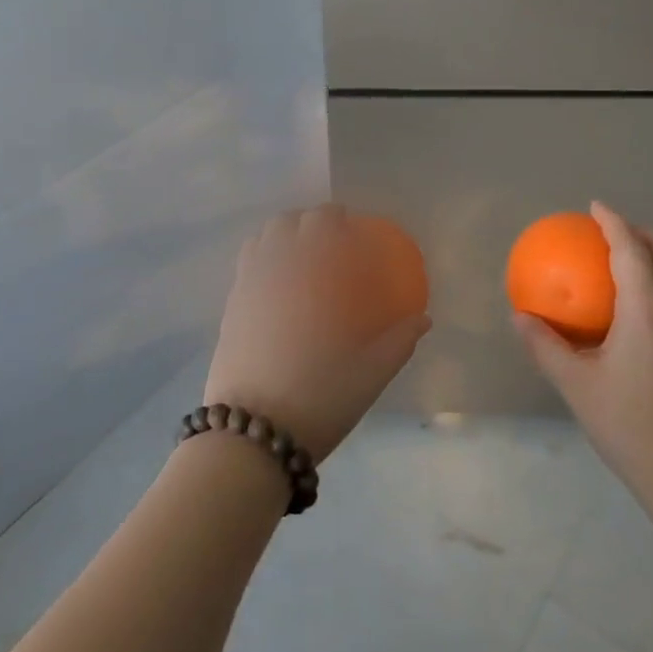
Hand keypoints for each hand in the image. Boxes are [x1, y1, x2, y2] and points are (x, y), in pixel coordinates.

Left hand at [207, 205, 430, 461]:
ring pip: (261, 238)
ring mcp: (246, 286)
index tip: (352, 228)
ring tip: (300, 257)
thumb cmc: (319, 397)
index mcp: (312, 273)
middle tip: (330, 243)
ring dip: (282, 236)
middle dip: (310, 222)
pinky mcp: (229, 308)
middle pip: (288, 221)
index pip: (322, 220)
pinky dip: (262, 258)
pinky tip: (278, 286)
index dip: (337, 216)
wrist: (252, 434)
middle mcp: (275, 267)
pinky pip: (246, 265)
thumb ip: (400, 340)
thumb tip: (423, 319)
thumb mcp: (371, 373)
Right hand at [514, 201, 652, 503]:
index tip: (596, 206)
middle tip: (615, 230)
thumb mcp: (576, 384)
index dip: (613, 222)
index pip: (631, 250)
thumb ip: (545, 346)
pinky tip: (648, 306)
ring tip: (634, 258)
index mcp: (647, 309)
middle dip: (643, 233)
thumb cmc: (628, 423)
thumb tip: (519, 317)